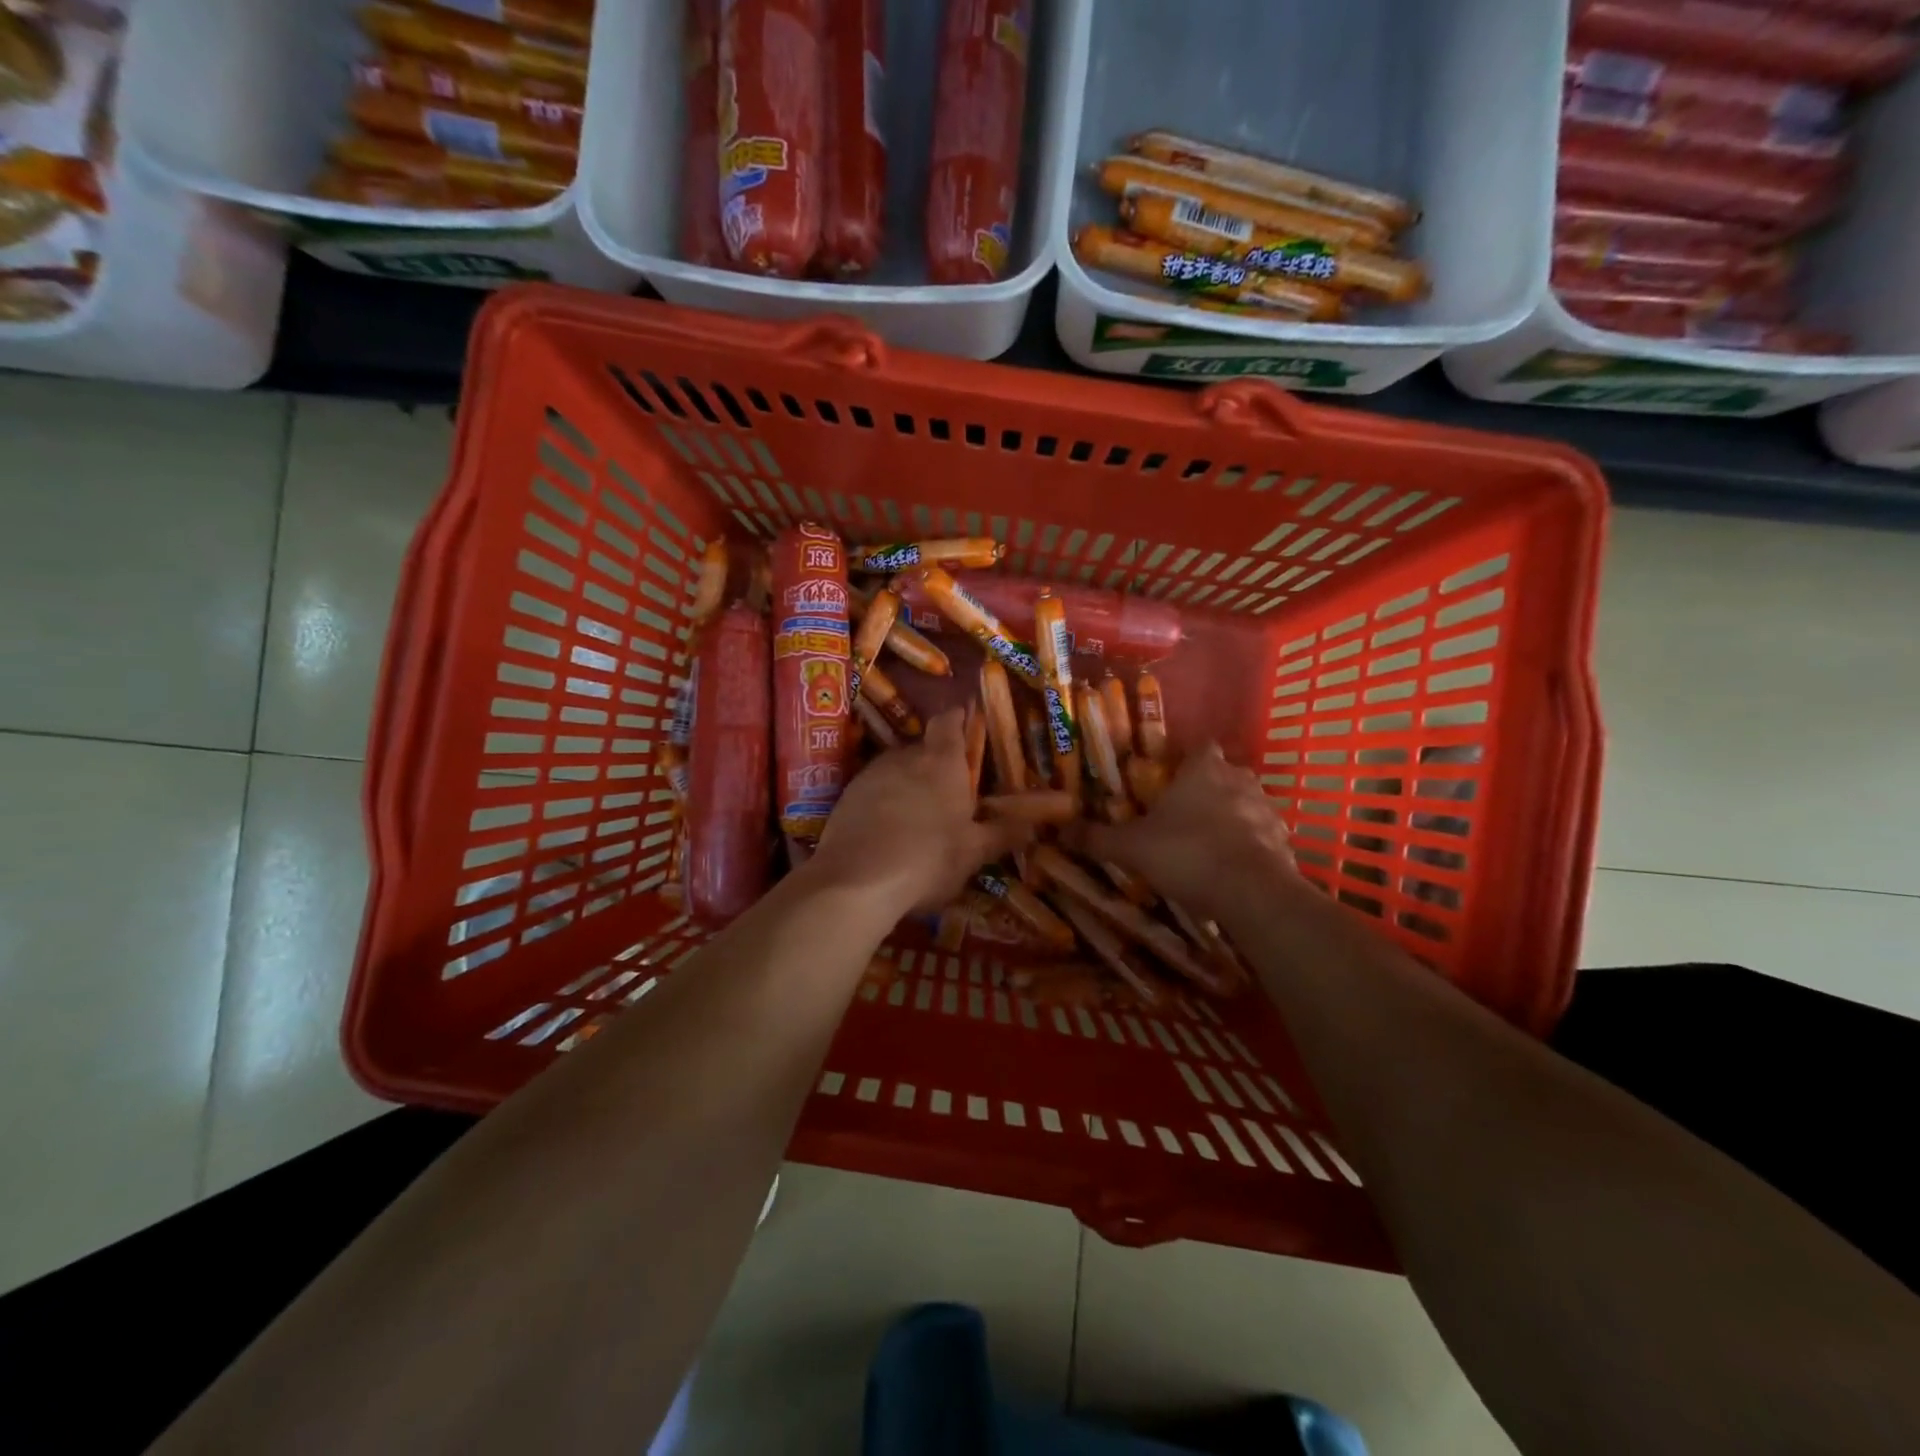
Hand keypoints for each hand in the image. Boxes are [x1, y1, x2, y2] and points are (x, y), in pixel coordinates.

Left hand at [812, 708, 1031, 916]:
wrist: (856, 881)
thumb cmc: (928, 858)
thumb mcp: (973, 853)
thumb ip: (1001, 834)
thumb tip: (1030, 826)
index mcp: (942, 762)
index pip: (948, 722)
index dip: (956, 719)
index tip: (964, 721)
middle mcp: (904, 758)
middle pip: (922, 748)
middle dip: (934, 762)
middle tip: (948, 788)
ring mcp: (870, 775)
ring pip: (895, 769)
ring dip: (907, 783)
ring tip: (917, 814)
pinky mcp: (845, 797)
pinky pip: (872, 791)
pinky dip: (882, 802)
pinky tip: (887, 830)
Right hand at [1073, 745, 1297, 923]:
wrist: (1250, 892)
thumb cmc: (1186, 853)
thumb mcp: (1131, 847)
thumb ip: (1098, 838)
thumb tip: (1061, 831)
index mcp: (1203, 770)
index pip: (1200, 747)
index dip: (1188, 758)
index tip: (1172, 775)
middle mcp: (1239, 780)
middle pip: (1226, 774)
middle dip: (1209, 788)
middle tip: (1185, 812)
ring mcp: (1267, 810)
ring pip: (1248, 804)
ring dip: (1233, 817)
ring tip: (1209, 842)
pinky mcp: (1284, 842)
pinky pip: (1264, 837)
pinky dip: (1251, 846)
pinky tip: (1234, 867)